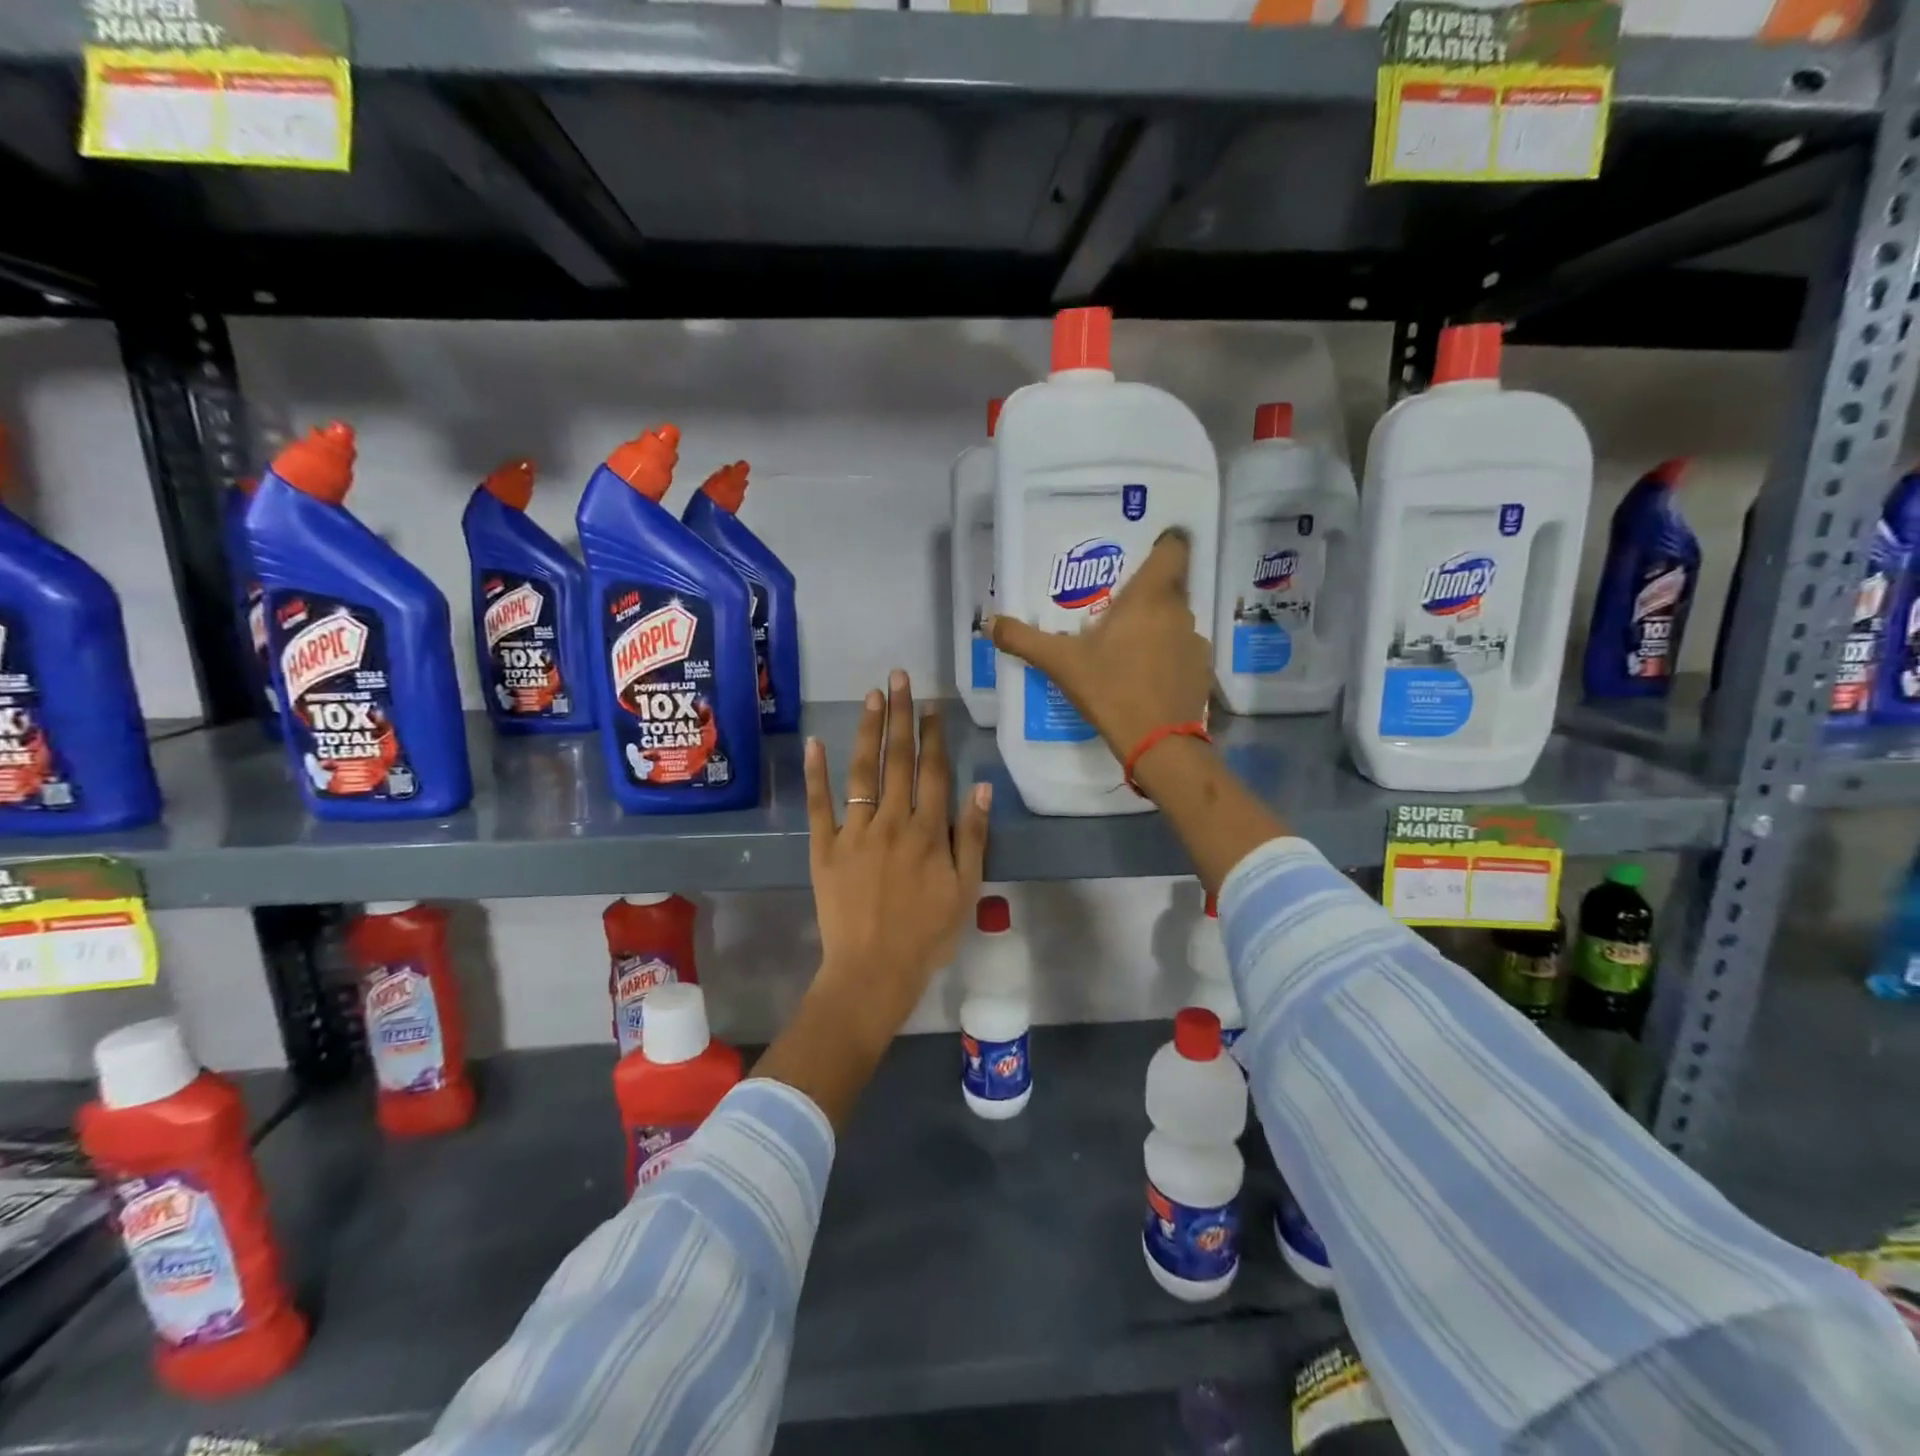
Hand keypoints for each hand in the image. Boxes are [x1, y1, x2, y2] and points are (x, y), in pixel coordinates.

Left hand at [802, 671, 991, 1056]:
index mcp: (928, 831)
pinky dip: (816, 773)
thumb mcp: (967, 890)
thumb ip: (973, 836)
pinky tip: (815, 742)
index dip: (934, 735)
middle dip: (900, 715)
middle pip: (898, 760)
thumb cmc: (927, 935)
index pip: (933, 771)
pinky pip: (819, 805)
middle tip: (899, 677)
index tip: (932, 705)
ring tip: (871, 696)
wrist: (873, 971)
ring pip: (862, 771)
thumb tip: (981, 786)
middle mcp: (892, 821)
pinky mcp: (824, 848)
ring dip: (867, 731)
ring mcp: (854, 832)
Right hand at [989, 530, 1211, 765]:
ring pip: (1175, 619)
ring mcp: (1195, 641)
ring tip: (1128, 643)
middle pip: (1170, 585)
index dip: (1164, 544)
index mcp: (1150, 596)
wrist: (1158, 742)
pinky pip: (1183, 649)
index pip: (1174, 548)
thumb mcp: (1061, 663)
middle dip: (1146, 591)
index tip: (1145, 551)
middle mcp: (1180, 610)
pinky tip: (1146, 675)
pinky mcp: (1203, 670)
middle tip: (1117, 604)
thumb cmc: (1110, 689)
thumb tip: (990, 623)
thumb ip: (1024, 639)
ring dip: (1157, 625)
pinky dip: (1168, 655)